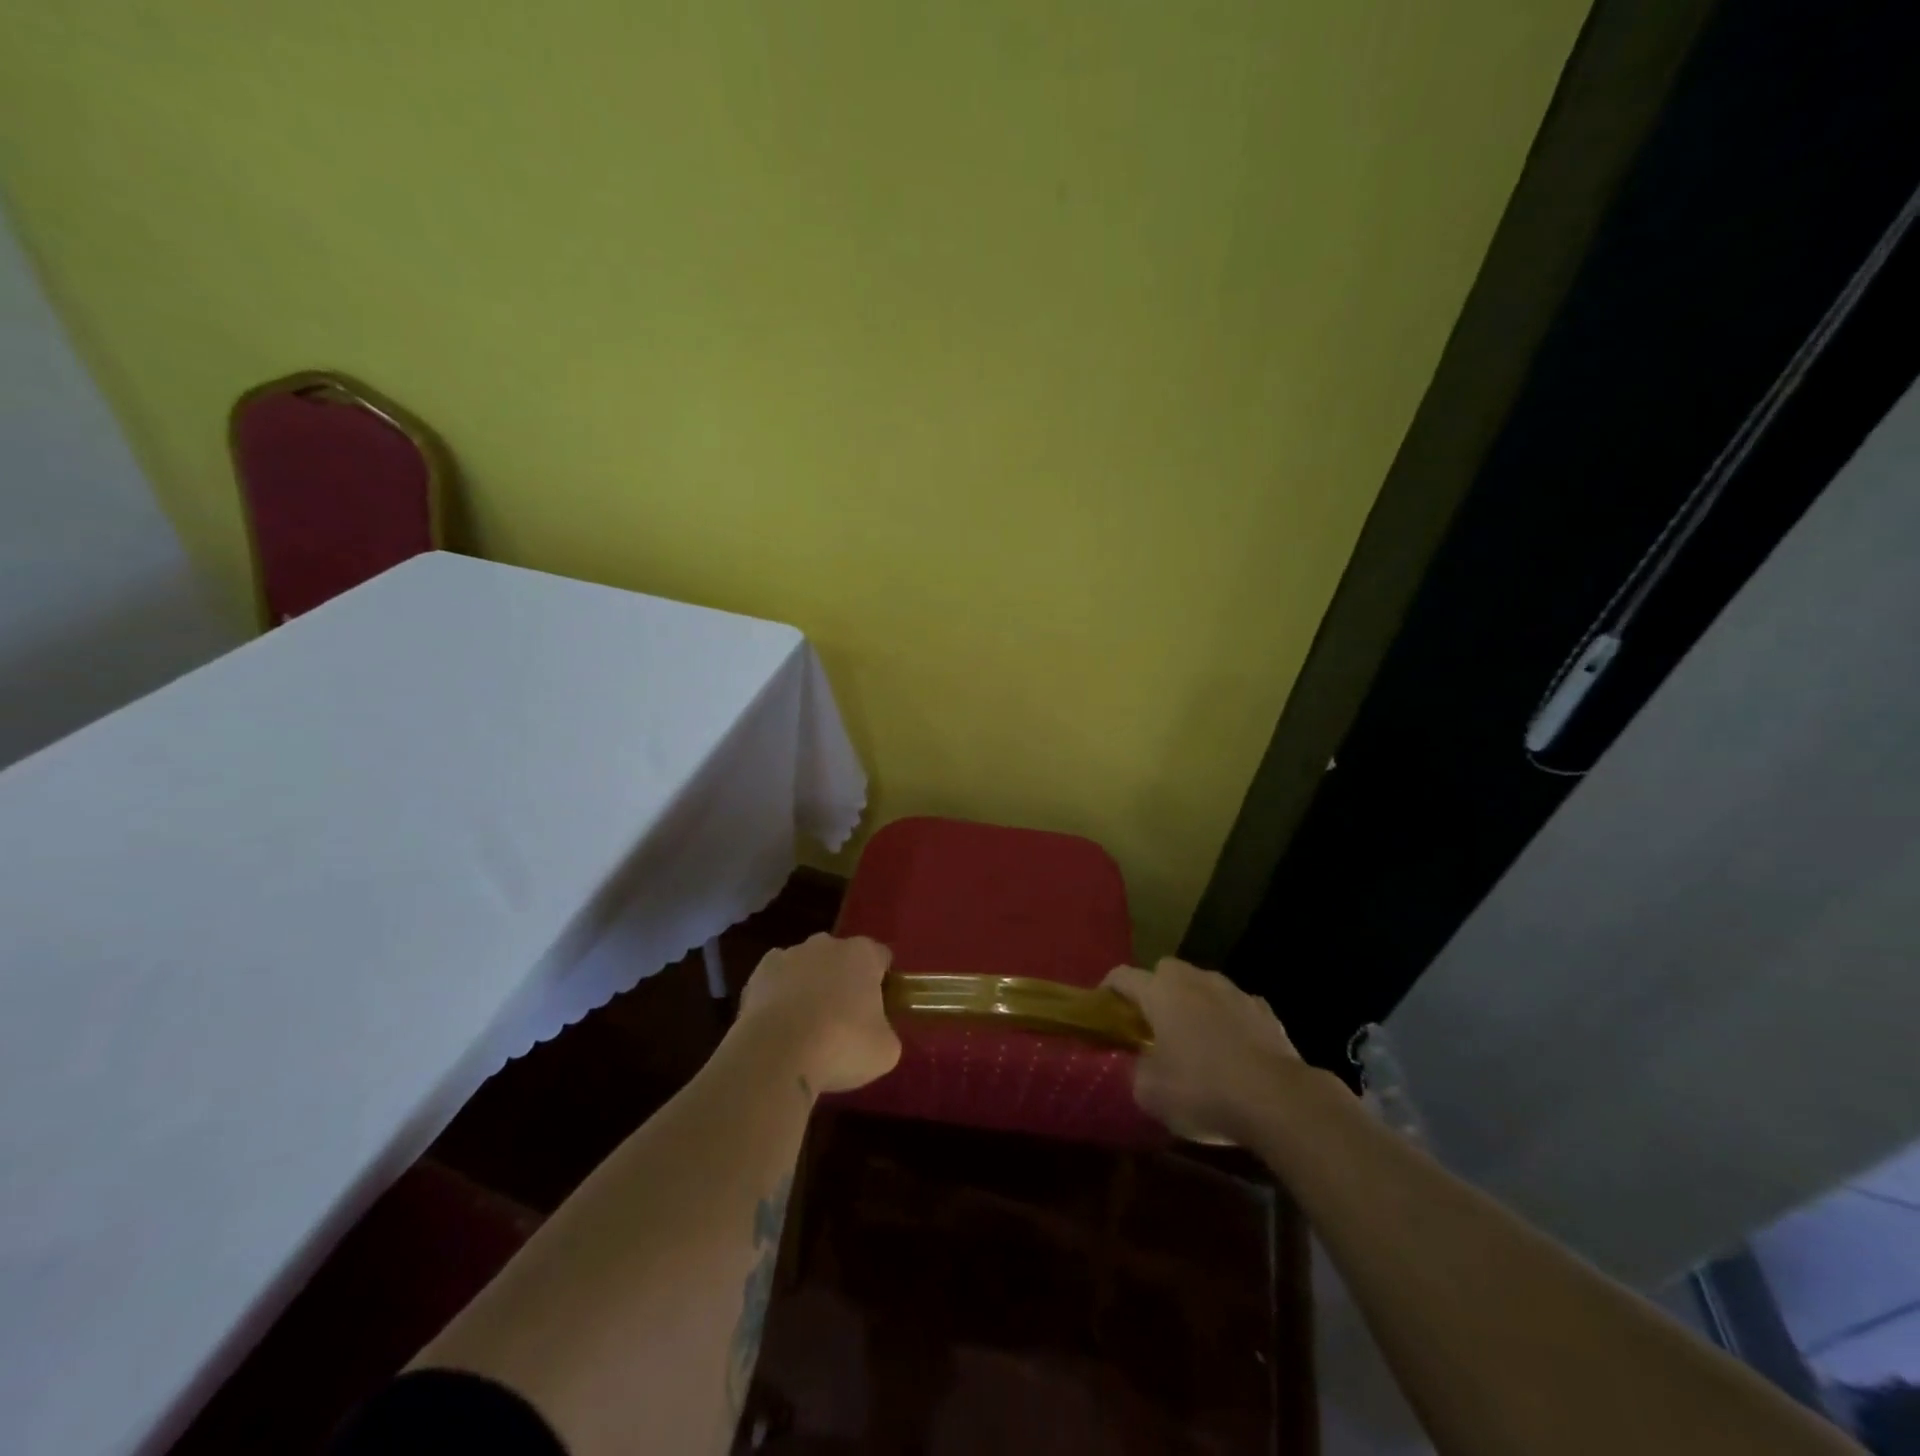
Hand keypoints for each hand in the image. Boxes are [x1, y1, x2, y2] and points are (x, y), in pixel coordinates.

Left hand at [737, 934, 901, 1094]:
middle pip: (841, 958)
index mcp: (862, 954)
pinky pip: (776, 982)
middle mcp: (826, 944)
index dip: (882, 981)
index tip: (879, 1009)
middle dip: (843, 981)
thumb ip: (885, 1032)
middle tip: (844, 1020)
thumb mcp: (885, 1050)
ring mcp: (789, 955)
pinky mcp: (758, 974)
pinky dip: (779, 998)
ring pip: (806, 968)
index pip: (880, 957)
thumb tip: (876, 1033)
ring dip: (809, 988)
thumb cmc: (841, 1045)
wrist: (776, 1054)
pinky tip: (779, 1028)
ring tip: (806, 1029)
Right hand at [1104, 958, 1302, 1144]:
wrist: (1278, 1100)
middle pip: (1165, 971)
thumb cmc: (1202, 1089)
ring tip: (1195, 1040)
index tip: (1103, 1011)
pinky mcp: (1265, 1011)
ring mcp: (1234, 991)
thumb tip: (1138, 1064)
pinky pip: (1235, 1008)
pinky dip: (1228, 1022)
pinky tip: (1232, 1052)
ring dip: (1194, 1004)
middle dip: (1155, 991)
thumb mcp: (1150, 1092)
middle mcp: (1194, 980)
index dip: (1107, 991)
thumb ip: (1135, 1070)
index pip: (1122, 976)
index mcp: (1160, 991)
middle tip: (1151, 1025)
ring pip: (1203, 986)